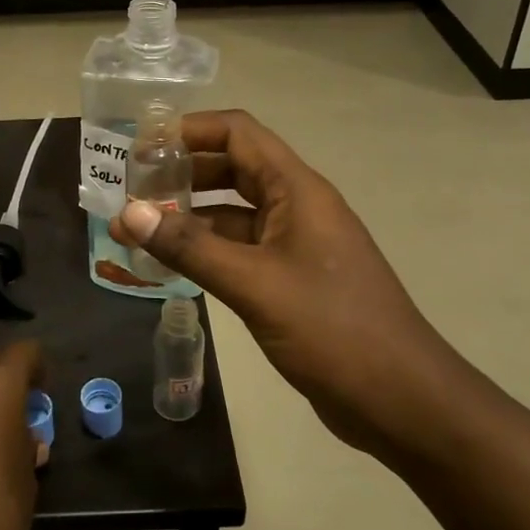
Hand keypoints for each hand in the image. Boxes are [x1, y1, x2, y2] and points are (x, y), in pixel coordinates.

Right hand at [113, 110, 457, 460]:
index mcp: (297, 190)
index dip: (189, 130)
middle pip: (232, 168)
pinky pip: (239, 249)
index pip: (238, 133)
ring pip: (233, 212)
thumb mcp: (254, 285)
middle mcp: (296, 206)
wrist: (402, 400)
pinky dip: (205, 250)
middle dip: (182, 173)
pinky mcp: (290, 280)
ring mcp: (295, 244)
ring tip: (138, 226)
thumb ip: (189, 248)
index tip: (141, 146)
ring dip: (189, 214)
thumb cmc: (333, 329)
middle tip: (130, 188)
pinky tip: (170, 264)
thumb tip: (127, 212)